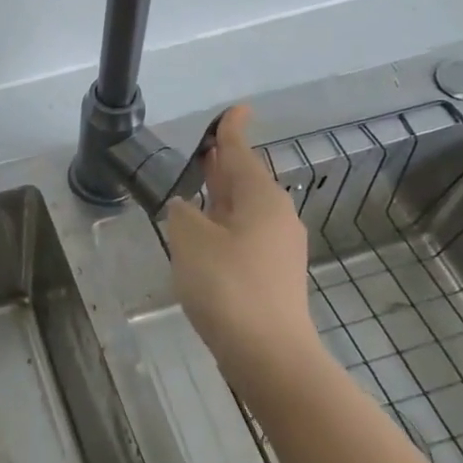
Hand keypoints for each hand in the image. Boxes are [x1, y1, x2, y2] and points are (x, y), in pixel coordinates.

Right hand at [162, 105, 321, 395]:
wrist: (268, 353)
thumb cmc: (227, 286)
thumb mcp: (191, 241)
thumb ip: (183, 215)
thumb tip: (186, 208)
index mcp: (261, 199)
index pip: (241, 153)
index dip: (232, 131)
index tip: (237, 109)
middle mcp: (276, 217)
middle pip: (247, 180)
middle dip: (226, 164)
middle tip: (209, 148)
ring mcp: (278, 248)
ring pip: (246, 210)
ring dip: (223, 197)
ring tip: (200, 187)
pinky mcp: (273, 275)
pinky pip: (246, 235)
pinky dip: (225, 225)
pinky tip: (207, 235)